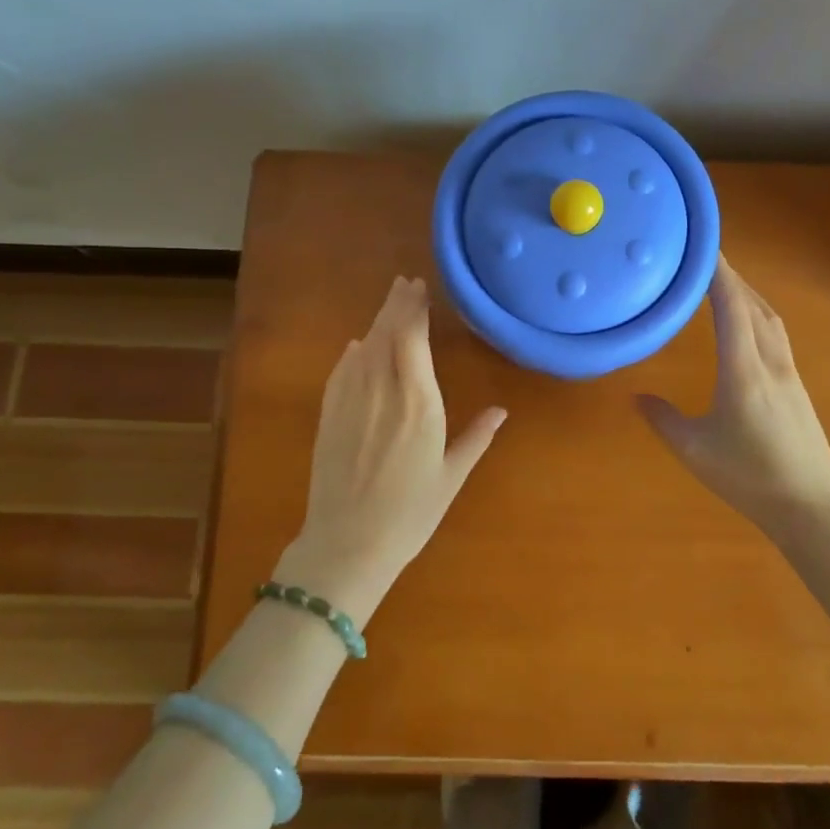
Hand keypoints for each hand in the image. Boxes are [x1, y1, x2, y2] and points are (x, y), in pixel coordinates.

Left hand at [276, 276, 505, 625]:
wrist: (347, 544)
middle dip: (396, 306)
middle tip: (404, 284)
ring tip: (389, 305)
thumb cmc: (410, 514)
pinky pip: (341, 372)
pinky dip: (352, 353)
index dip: (414, 310)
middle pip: (387, 335)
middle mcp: (383, 392)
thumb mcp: (451, 477)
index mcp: (419, 404)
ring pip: (364, 349)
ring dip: (376, 323)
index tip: (419, 288)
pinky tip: (359, 346)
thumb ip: (476, 438)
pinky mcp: (328, 416)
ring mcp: (350, 402)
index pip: (413, 340)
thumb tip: (501, 411)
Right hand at [636, 256, 829, 534]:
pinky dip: (758, 315)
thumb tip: (636, 397)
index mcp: (744, 372)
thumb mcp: (695, 451)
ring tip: (723, 283)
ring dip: (747, 294)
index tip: (702, 249)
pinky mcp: (797, 386)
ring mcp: (789, 373)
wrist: (810, 504)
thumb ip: (663, 420)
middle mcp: (770, 363)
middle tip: (704, 259)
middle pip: (754, 305)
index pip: (732, 308)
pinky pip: (776, 335)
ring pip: (770, 319)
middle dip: (731, 277)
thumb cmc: (749, 477)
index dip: (718, 274)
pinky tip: (746, 324)